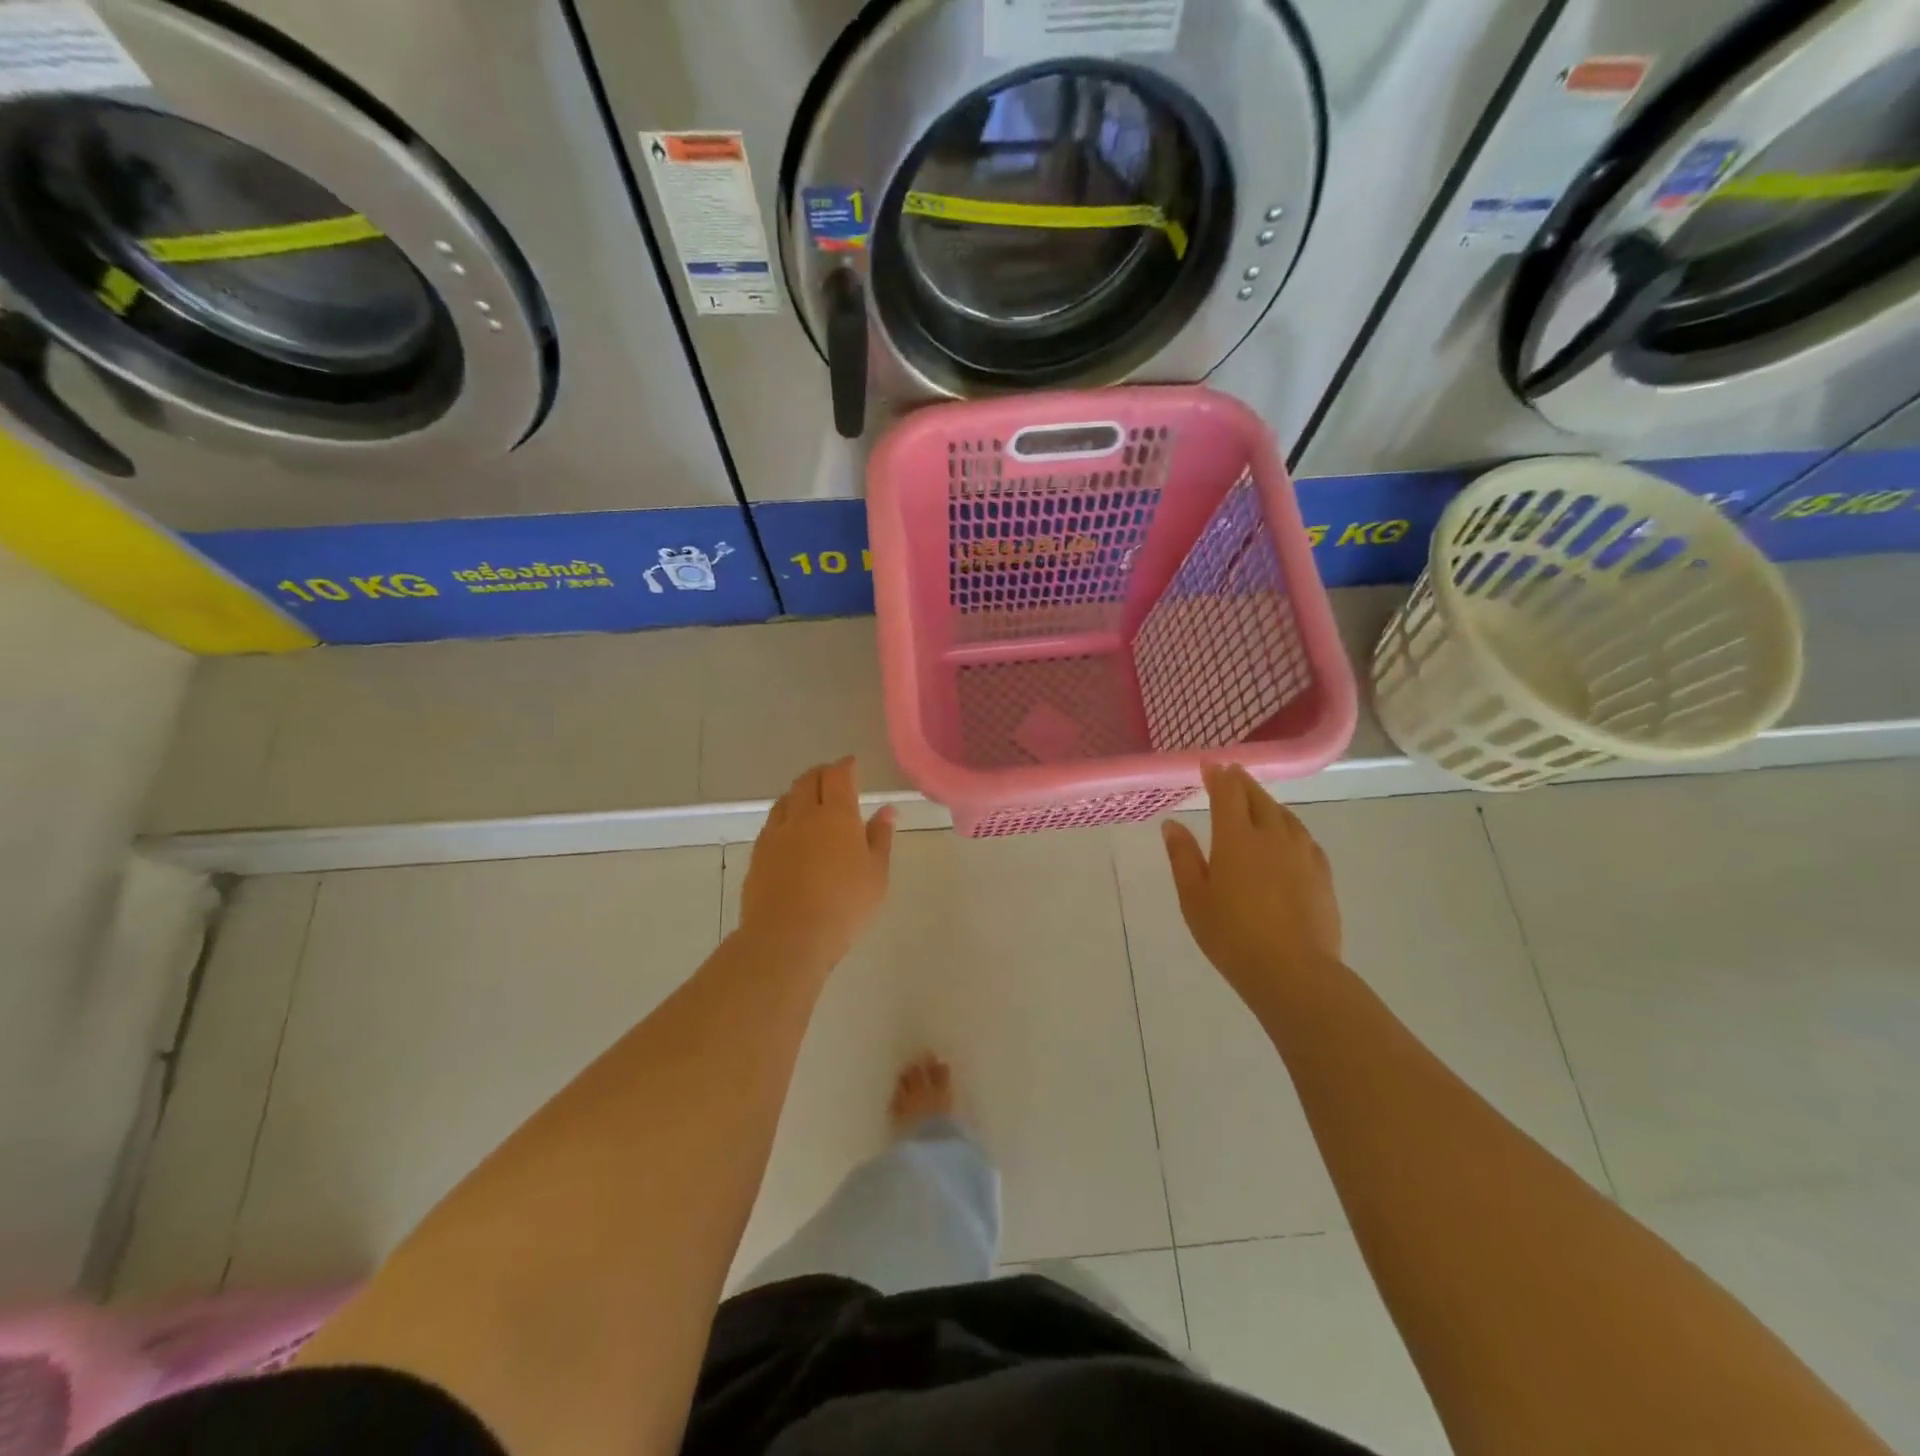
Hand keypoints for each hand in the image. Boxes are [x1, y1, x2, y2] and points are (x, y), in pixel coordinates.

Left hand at [740, 757, 894, 973]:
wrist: (788, 936)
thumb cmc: (844, 905)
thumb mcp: (876, 874)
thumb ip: (880, 838)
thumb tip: (887, 810)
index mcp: (837, 815)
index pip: (839, 776)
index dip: (846, 766)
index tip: (852, 764)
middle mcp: (803, 815)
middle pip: (808, 780)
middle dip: (821, 773)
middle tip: (832, 777)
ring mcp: (776, 834)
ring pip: (786, 799)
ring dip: (799, 792)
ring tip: (809, 800)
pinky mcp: (758, 854)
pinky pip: (772, 822)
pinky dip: (784, 816)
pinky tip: (790, 830)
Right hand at [1162, 764, 1342, 1008]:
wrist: (1294, 972)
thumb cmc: (1232, 936)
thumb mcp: (1194, 898)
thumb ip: (1183, 857)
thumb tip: (1172, 824)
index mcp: (1236, 838)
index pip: (1227, 793)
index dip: (1218, 775)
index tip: (1209, 764)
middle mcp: (1271, 835)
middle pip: (1258, 798)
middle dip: (1242, 782)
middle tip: (1232, 773)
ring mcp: (1301, 853)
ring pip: (1284, 814)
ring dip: (1267, 801)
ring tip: (1257, 800)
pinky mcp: (1321, 873)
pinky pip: (1303, 836)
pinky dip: (1289, 825)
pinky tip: (1287, 835)